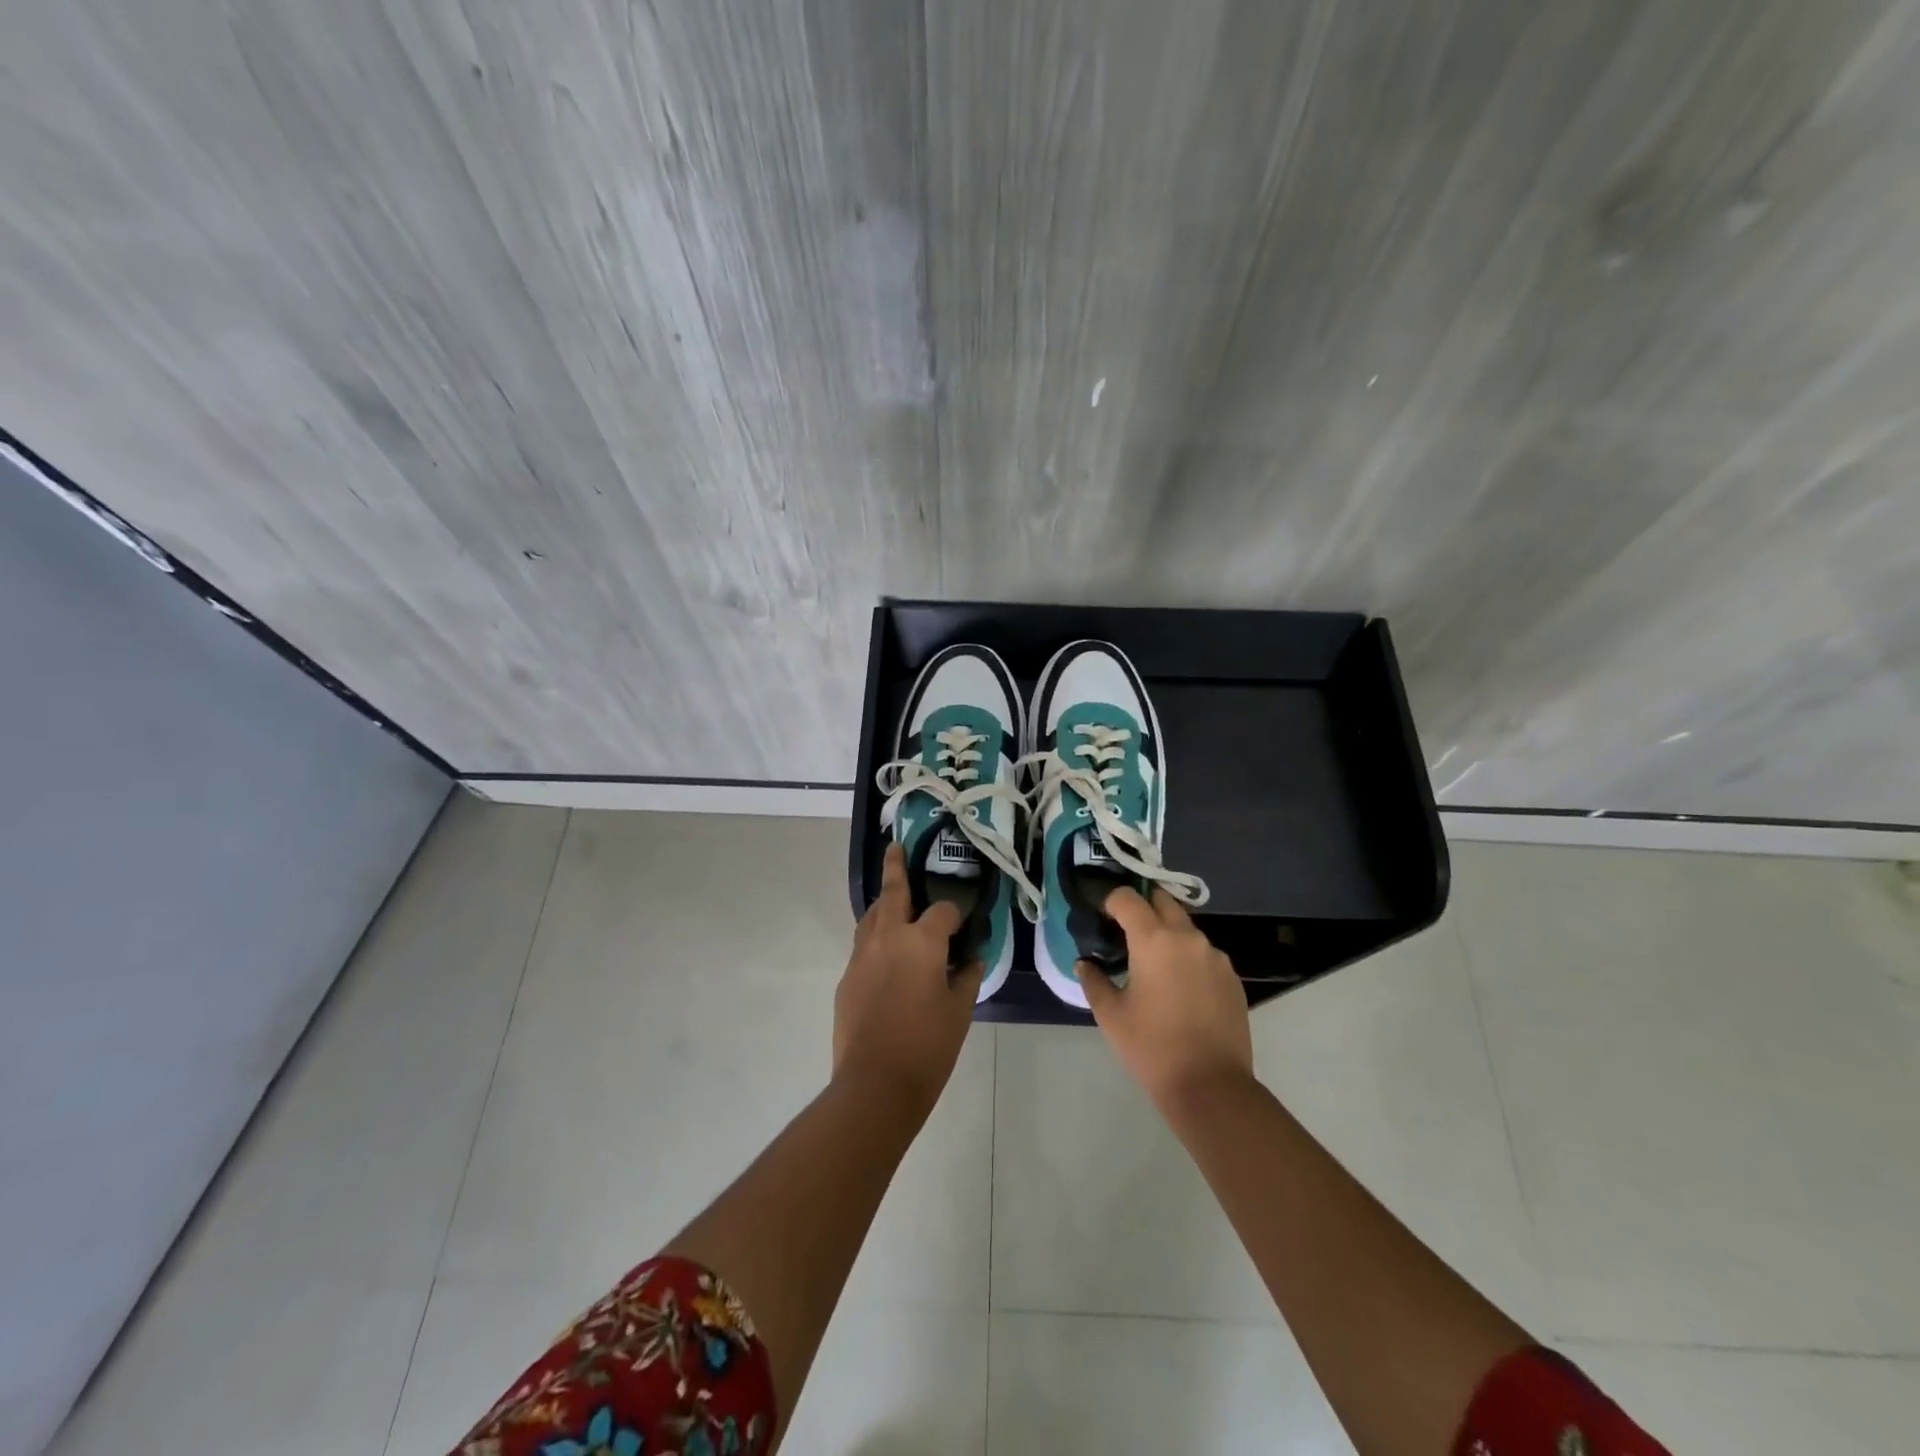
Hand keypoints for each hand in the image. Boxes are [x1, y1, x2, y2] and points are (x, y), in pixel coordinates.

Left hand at [833, 844, 979, 1112]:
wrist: (875, 1084)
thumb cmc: (927, 1046)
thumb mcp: (960, 1010)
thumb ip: (967, 977)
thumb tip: (972, 958)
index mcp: (921, 941)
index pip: (943, 911)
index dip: (957, 915)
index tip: (965, 925)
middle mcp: (888, 937)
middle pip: (892, 892)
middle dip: (895, 867)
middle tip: (896, 847)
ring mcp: (862, 956)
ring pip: (871, 916)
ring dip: (884, 903)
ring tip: (893, 898)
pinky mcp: (846, 977)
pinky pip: (863, 945)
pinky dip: (876, 937)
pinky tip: (886, 954)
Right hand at [1077, 886, 1253, 1110]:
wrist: (1211, 1087)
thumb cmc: (1152, 1047)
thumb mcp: (1110, 1015)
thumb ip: (1093, 980)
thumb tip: (1085, 964)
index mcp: (1154, 940)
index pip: (1127, 898)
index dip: (1110, 902)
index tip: (1101, 918)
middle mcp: (1188, 937)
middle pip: (1162, 901)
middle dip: (1142, 908)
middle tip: (1125, 932)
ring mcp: (1215, 957)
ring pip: (1186, 928)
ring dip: (1167, 934)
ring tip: (1152, 965)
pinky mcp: (1232, 978)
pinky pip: (1204, 954)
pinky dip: (1187, 958)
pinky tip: (1179, 989)